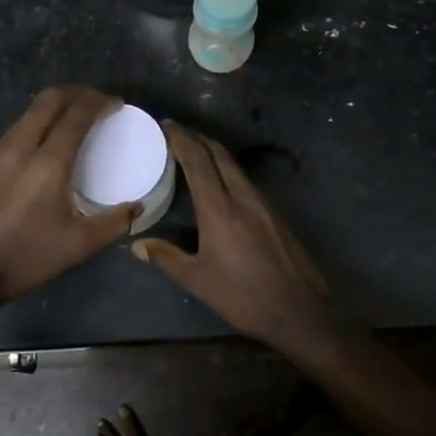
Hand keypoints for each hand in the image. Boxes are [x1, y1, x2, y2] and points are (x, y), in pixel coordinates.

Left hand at [0, 87, 137, 304]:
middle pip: (49, 101)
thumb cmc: (27, 257)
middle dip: (76, 94)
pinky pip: (11, 134)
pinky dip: (32, 129)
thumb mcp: (79, 245)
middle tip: (94, 102)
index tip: (116, 103)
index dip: (99, 103)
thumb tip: (137, 208)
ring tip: (69, 121)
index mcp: (48, 164)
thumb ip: (114, 223)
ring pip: (27, 115)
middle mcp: (20, 148)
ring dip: (52, 109)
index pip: (77, 115)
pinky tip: (37, 150)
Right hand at [133, 122, 330, 344]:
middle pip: (219, 154)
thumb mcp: (198, 280)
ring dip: (214, 153)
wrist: (298, 310)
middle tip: (178, 132)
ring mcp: (263, 202)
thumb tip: (138, 245)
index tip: (166, 125)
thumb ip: (167, 257)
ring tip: (196, 152)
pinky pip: (246, 180)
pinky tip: (221, 182)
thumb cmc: (242, 296)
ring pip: (235, 166)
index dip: (181, 139)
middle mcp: (243, 196)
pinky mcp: (275, 213)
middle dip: (198, 138)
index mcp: (220, 208)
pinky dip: (228, 170)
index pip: (198, 161)